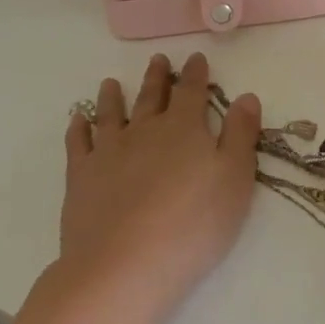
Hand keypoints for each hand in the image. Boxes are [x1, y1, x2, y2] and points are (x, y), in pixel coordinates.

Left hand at [61, 52, 261, 310]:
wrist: (123, 266)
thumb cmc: (192, 224)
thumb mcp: (234, 180)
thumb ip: (240, 135)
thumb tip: (246, 96)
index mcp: (184, 129)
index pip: (192, 92)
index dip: (196, 74)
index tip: (195, 57)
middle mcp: (145, 131)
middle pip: (152, 97)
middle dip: (158, 77)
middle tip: (158, 59)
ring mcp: (109, 152)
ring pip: (112, 115)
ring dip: (114, 97)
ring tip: (111, 83)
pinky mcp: (81, 178)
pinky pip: (78, 144)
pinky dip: (78, 129)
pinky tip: (78, 120)